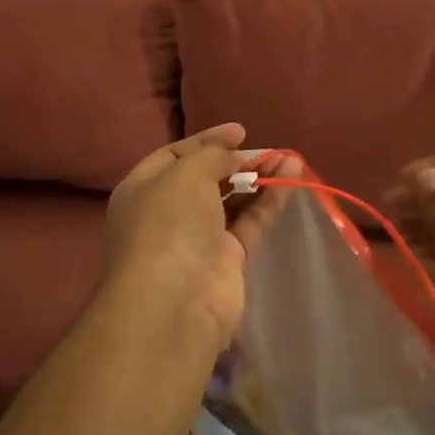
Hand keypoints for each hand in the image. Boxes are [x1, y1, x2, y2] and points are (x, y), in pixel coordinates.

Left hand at [100, 124, 296, 356]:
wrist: (176, 302)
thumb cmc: (170, 225)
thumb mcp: (186, 174)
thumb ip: (212, 156)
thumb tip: (232, 154)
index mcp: (143, 188)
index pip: (174, 155)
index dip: (207, 140)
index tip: (240, 131)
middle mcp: (168, 212)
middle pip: (206, 178)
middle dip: (236, 161)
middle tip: (267, 150)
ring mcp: (198, 238)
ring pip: (232, 201)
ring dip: (259, 179)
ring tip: (290, 158)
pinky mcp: (227, 260)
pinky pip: (250, 223)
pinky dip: (269, 201)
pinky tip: (291, 179)